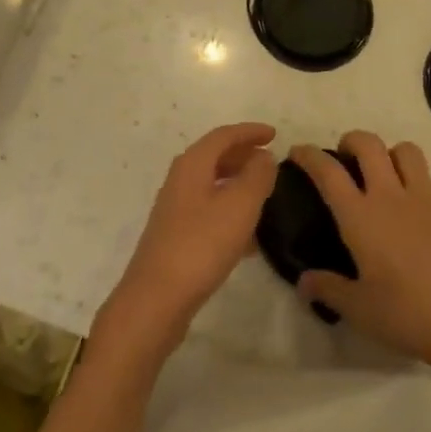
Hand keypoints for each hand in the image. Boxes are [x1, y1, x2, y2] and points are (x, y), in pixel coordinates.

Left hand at [97, 123, 277, 355]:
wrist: (156, 299)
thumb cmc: (201, 245)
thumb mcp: (239, 206)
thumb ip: (257, 176)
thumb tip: (263, 156)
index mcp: (192, 164)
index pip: (224, 135)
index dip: (250, 132)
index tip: (275, 134)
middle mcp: (180, 179)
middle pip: (215, 157)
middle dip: (243, 155)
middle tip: (270, 161)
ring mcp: (175, 209)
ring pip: (212, 185)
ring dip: (238, 184)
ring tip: (265, 196)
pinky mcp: (176, 236)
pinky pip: (209, 212)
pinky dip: (230, 212)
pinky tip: (249, 238)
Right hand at [291, 132, 430, 377]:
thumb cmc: (408, 314)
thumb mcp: (360, 310)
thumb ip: (329, 290)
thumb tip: (303, 283)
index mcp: (361, 216)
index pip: (328, 171)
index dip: (310, 155)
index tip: (298, 152)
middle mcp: (390, 195)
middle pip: (368, 144)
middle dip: (351, 140)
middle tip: (345, 157)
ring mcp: (425, 197)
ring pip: (404, 150)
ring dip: (389, 153)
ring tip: (384, 173)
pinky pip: (429, 181)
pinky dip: (417, 184)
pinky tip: (417, 211)